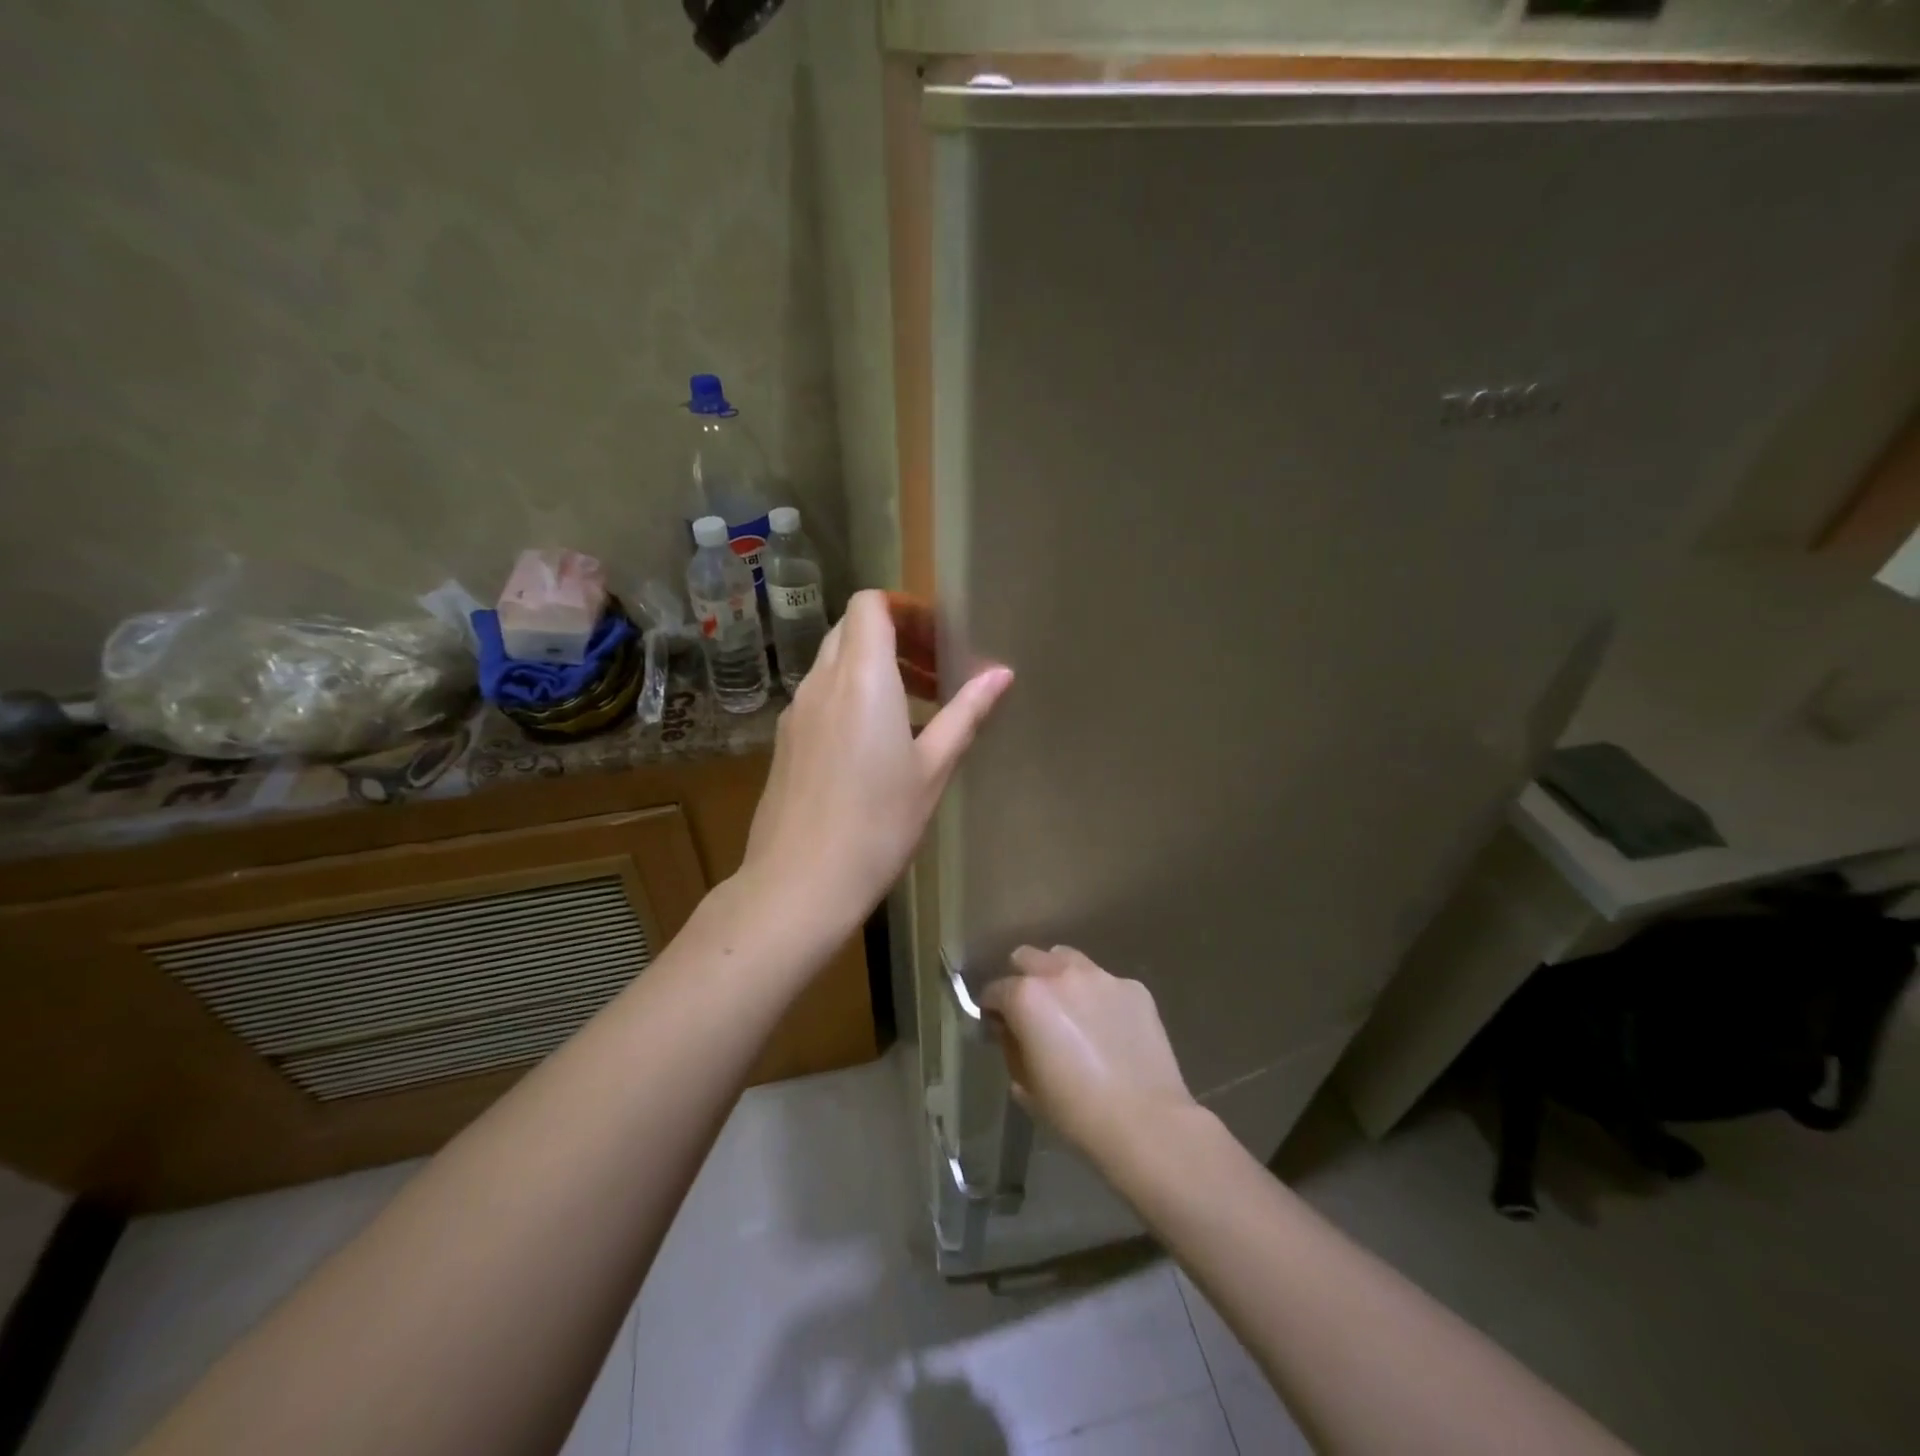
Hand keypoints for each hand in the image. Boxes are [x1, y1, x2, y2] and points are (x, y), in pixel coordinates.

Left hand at [740, 590, 1012, 934]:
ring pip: (835, 663)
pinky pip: (822, 696)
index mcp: (861, 677)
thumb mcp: (932, 768)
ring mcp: (797, 712)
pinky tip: (877, 744)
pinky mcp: (786, 741)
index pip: (871, 604)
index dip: (906, 609)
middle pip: (853, 629)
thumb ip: (966, 713)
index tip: (940, 639)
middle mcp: (821, 682)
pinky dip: (852, 696)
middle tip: (937, 673)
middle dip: (897, 638)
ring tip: (916, 710)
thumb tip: (1000, 674)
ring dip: (875, 669)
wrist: (800, 883)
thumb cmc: (878, 824)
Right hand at [982, 946, 1197, 1163]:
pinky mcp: (1134, 988)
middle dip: (1022, 979)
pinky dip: (1099, 998)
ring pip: (1068, 959)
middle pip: (1027, 957)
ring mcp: (1101, 977)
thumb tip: (1013, 1032)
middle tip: (1032, 1012)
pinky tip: (1109, 1028)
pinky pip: (1106, 983)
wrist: (1147, 1123)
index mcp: (1027, 997)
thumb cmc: (1076, 1113)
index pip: (994, 990)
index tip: (998, 1028)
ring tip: (1071, 1011)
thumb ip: (1012, 1047)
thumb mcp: (1026, 1086)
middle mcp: (1061, 974)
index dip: (992, 1010)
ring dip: (1060, 978)